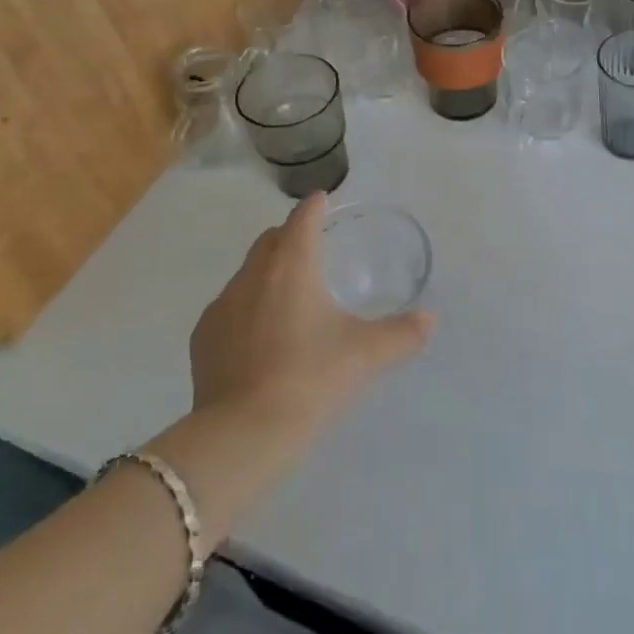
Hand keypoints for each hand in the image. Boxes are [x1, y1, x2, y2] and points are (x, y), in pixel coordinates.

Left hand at [190, 194, 434, 431]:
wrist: (245, 433)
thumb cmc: (311, 378)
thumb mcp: (367, 354)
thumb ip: (402, 333)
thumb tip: (430, 319)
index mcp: (291, 266)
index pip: (301, 220)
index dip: (314, 207)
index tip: (322, 200)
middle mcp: (252, 276)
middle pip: (269, 241)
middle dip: (289, 236)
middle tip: (310, 247)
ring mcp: (221, 307)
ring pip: (247, 275)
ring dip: (267, 274)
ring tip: (288, 298)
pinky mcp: (203, 339)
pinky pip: (228, 309)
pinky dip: (246, 309)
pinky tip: (259, 338)